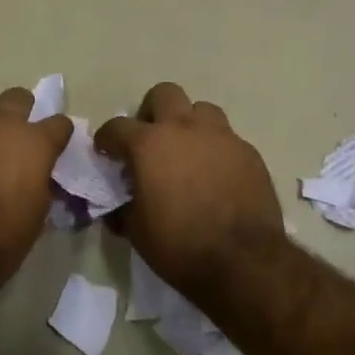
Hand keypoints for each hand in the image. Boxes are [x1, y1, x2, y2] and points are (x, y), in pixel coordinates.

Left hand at [0, 87, 73, 289]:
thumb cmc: (2, 238)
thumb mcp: (37, 214)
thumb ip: (40, 183)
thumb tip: (38, 176)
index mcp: (34, 143)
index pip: (59, 123)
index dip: (58, 134)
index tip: (55, 145)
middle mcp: (0, 125)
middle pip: (17, 98)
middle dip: (21, 112)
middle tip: (16, 136)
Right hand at [96, 83, 282, 292]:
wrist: (243, 261)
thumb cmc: (179, 246)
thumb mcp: (137, 232)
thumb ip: (123, 209)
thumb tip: (117, 207)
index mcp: (149, 144)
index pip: (117, 126)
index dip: (107, 139)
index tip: (106, 152)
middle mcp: (184, 129)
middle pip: (164, 94)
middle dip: (152, 112)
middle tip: (150, 140)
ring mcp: (221, 136)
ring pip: (201, 109)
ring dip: (189, 124)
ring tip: (187, 152)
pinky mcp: (248, 152)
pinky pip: (227, 137)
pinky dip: (215, 149)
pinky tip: (216, 175)